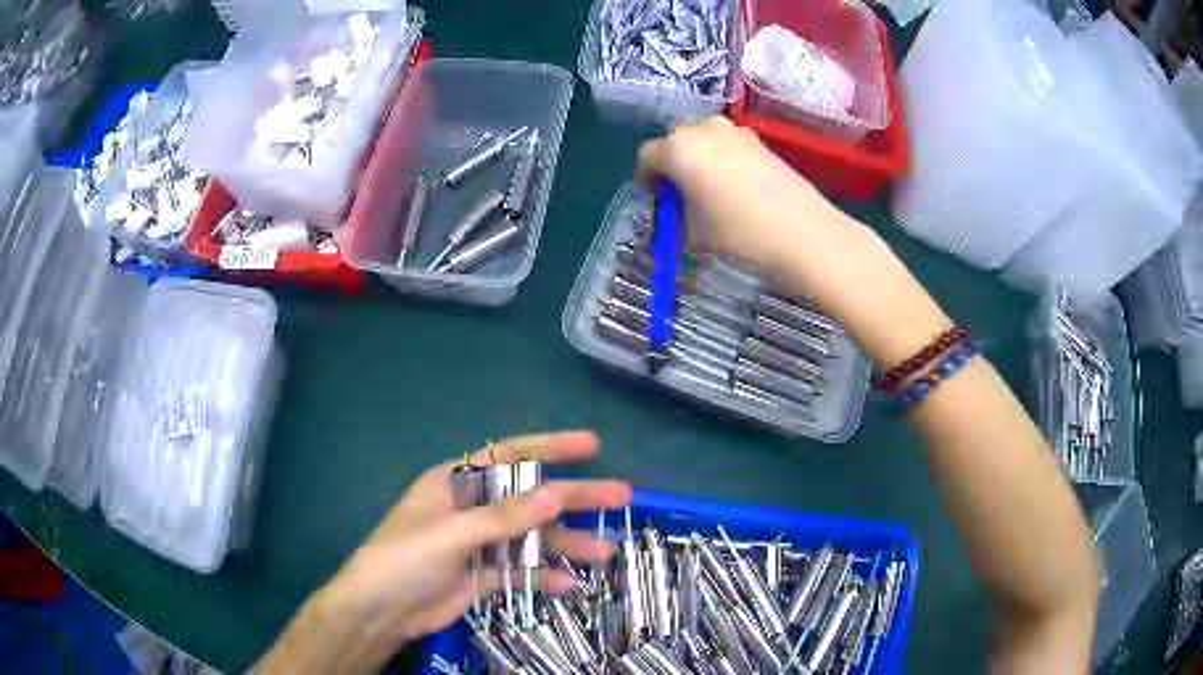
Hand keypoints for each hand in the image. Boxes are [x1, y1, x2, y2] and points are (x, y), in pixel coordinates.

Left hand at [258, 431, 631, 673]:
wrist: (380, 610)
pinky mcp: (484, 575)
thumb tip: (557, 494)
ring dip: (567, 544)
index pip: (509, 455)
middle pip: (531, 498)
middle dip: (575, 497)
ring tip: (606, 553)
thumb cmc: (403, 558)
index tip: (591, 445)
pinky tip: (569, 585)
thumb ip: (503, 518)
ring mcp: (481, 544)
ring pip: (532, 538)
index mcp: (457, 483)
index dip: (550, 447)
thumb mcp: (450, 534)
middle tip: (621, 495)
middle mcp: (473, 508)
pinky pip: (521, 572)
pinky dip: (544, 577)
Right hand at [636, 116, 847, 274]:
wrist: (802, 233)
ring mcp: (735, 131)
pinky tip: (737, 189)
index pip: (647, 156)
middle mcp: (703, 129)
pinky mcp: (759, 141)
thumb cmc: (738, 234)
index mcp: (678, 149)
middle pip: (675, 141)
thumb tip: (676, 213)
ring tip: (711, 193)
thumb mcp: (692, 234)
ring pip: (703, 139)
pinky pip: (728, 145)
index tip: (657, 203)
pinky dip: (723, 160)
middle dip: (673, 165)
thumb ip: (674, 218)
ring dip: (699, 160)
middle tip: (682, 197)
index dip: (646, 180)